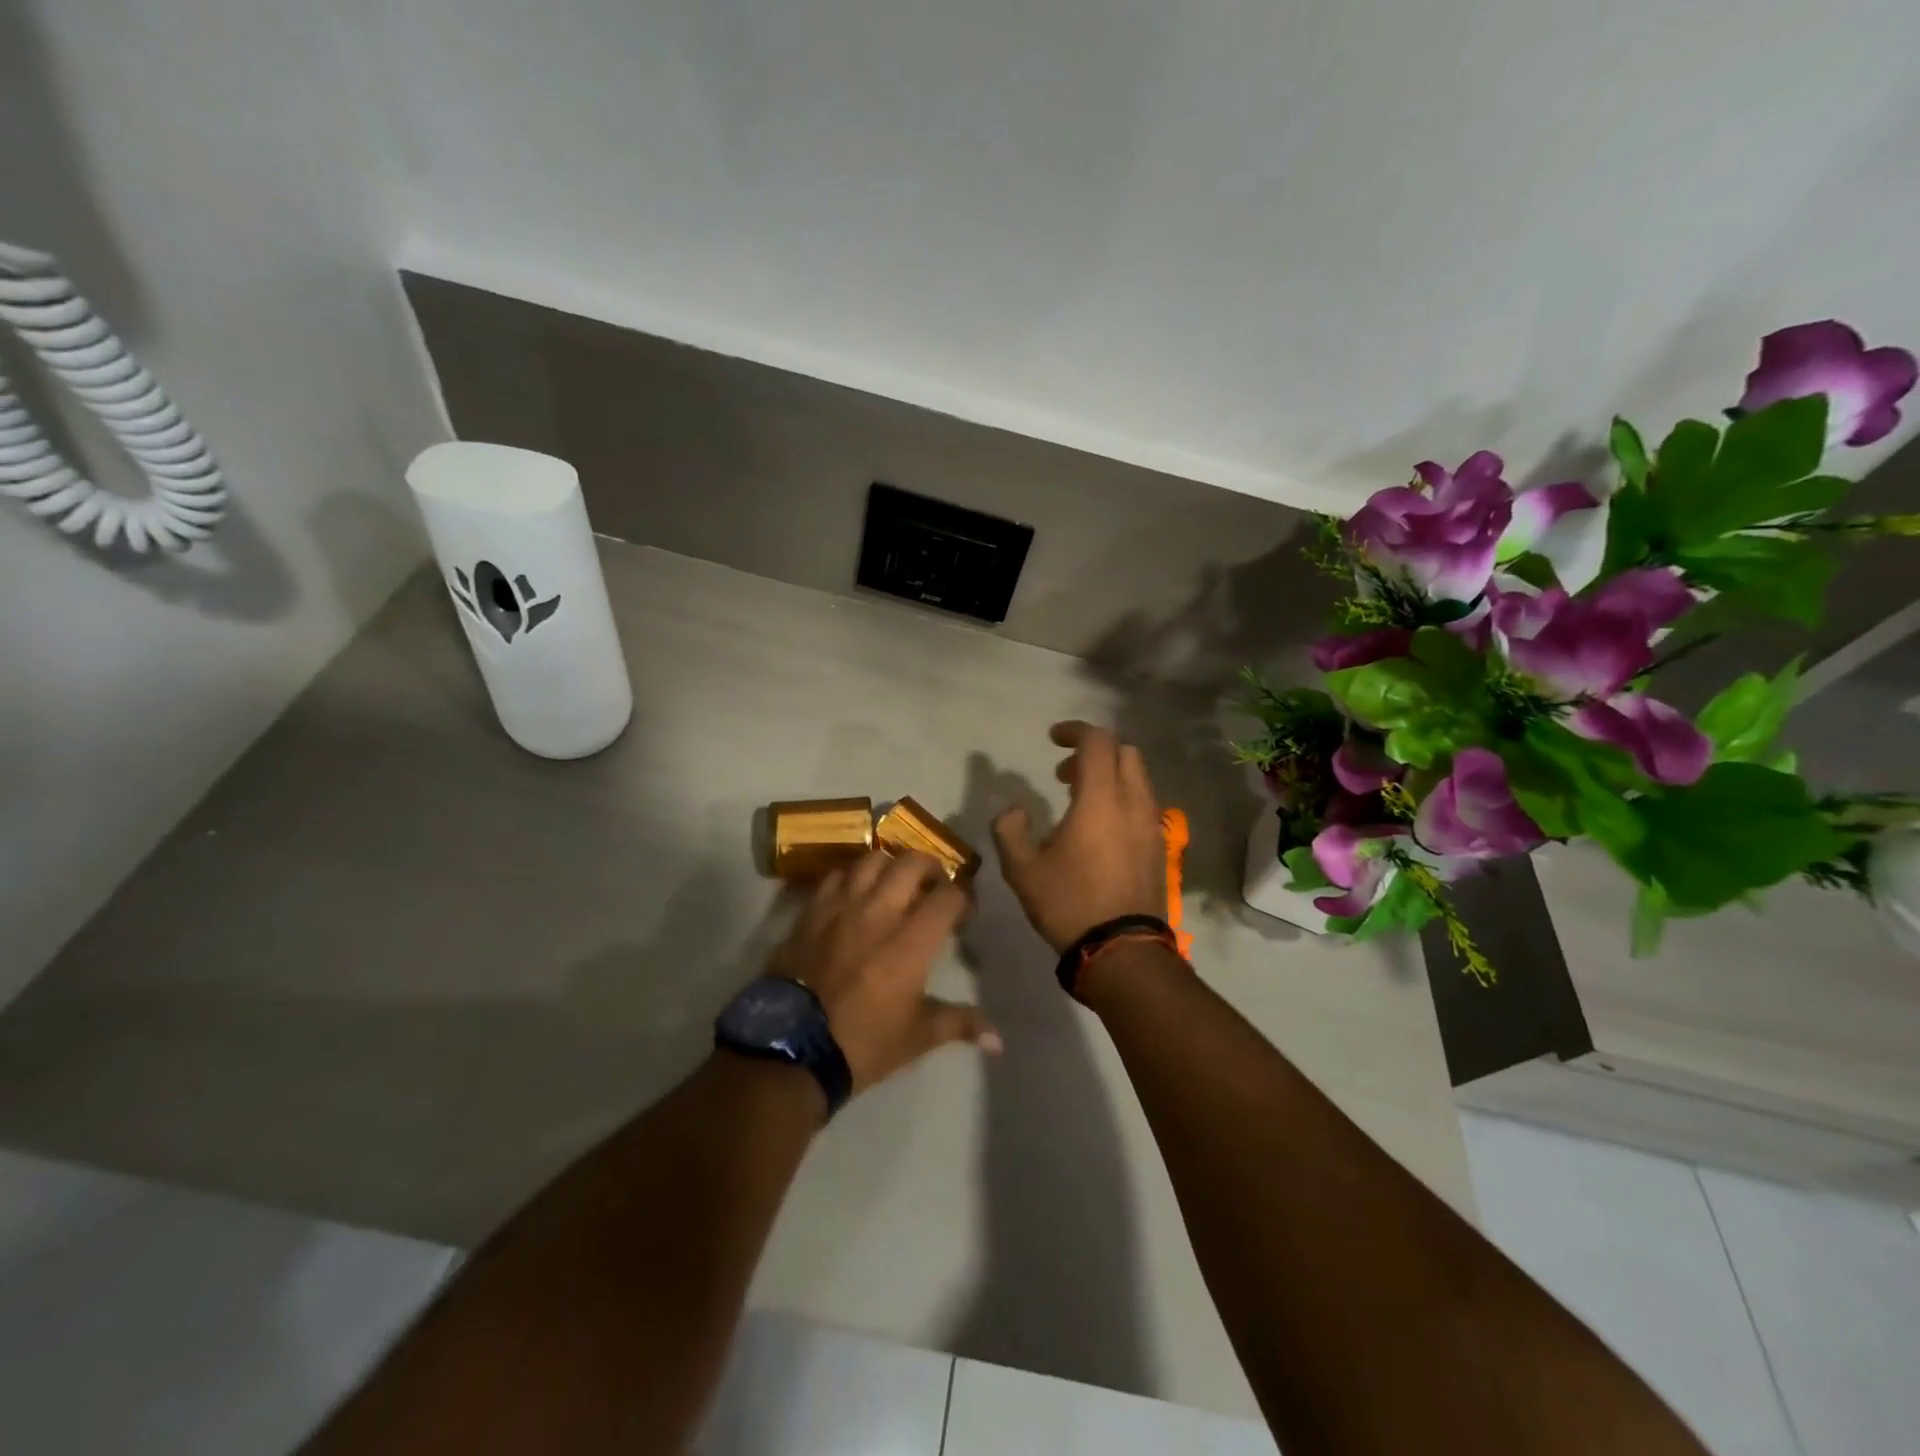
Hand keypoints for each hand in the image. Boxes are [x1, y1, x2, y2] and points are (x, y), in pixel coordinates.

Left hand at [769, 850, 999, 1094]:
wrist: (791, 1050)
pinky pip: (836, 875)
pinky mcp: (811, 911)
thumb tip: (999, 1041)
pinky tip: (855, 893)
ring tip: (894, 882)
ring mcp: (841, 907)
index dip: (963, 897)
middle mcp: (879, 912)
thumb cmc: (863, 1043)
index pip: (948, 896)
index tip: (963, 913)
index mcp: (911, 941)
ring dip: (890, 865)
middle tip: (933, 885)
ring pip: (871, 859)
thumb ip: (960, 1024)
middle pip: (911, 863)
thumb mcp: (918, 1036)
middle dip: (931, 868)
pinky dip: (852, 877)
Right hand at [991, 721, 1166, 952]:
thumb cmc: (1069, 903)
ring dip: (1110, 775)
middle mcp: (1133, 803)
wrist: (1122, 950)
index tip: (1052, 739)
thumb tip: (1015, 810)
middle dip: (1095, 751)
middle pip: (1125, 752)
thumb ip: (1010, 830)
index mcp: (1100, 799)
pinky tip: (1100, 830)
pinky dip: (1123, 799)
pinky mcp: (1159, 847)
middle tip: (1064, 774)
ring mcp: (1152, 825)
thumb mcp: (1022, 869)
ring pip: (1139, 778)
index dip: (1074, 731)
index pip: (1097, 742)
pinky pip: (1144, 804)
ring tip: (1079, 801)